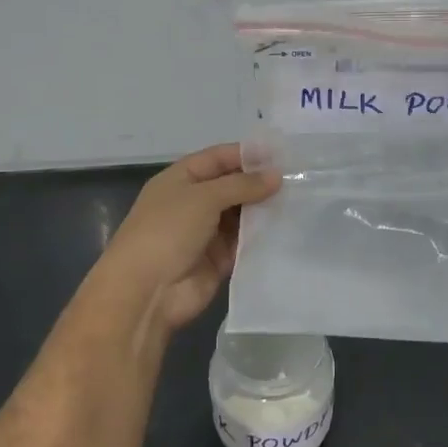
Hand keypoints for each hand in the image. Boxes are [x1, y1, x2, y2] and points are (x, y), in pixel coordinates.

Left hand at [95, 143, 280, 332]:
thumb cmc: (168, 231)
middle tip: (299, 178)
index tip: (283, 154)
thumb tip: (276, 176)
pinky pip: (245, 242)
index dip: (247, 154)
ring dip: (264, 209)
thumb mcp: (203, 197)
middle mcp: (193, 203)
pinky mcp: (219, 260)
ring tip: (301, 200)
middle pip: (232, 186)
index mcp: (180, 180)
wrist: (146, 293)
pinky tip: (289, 228)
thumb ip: (242, 184)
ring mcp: (206, 232)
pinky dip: (262, 236)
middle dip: (260, 183)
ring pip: (241, 214)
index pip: (218, 158)